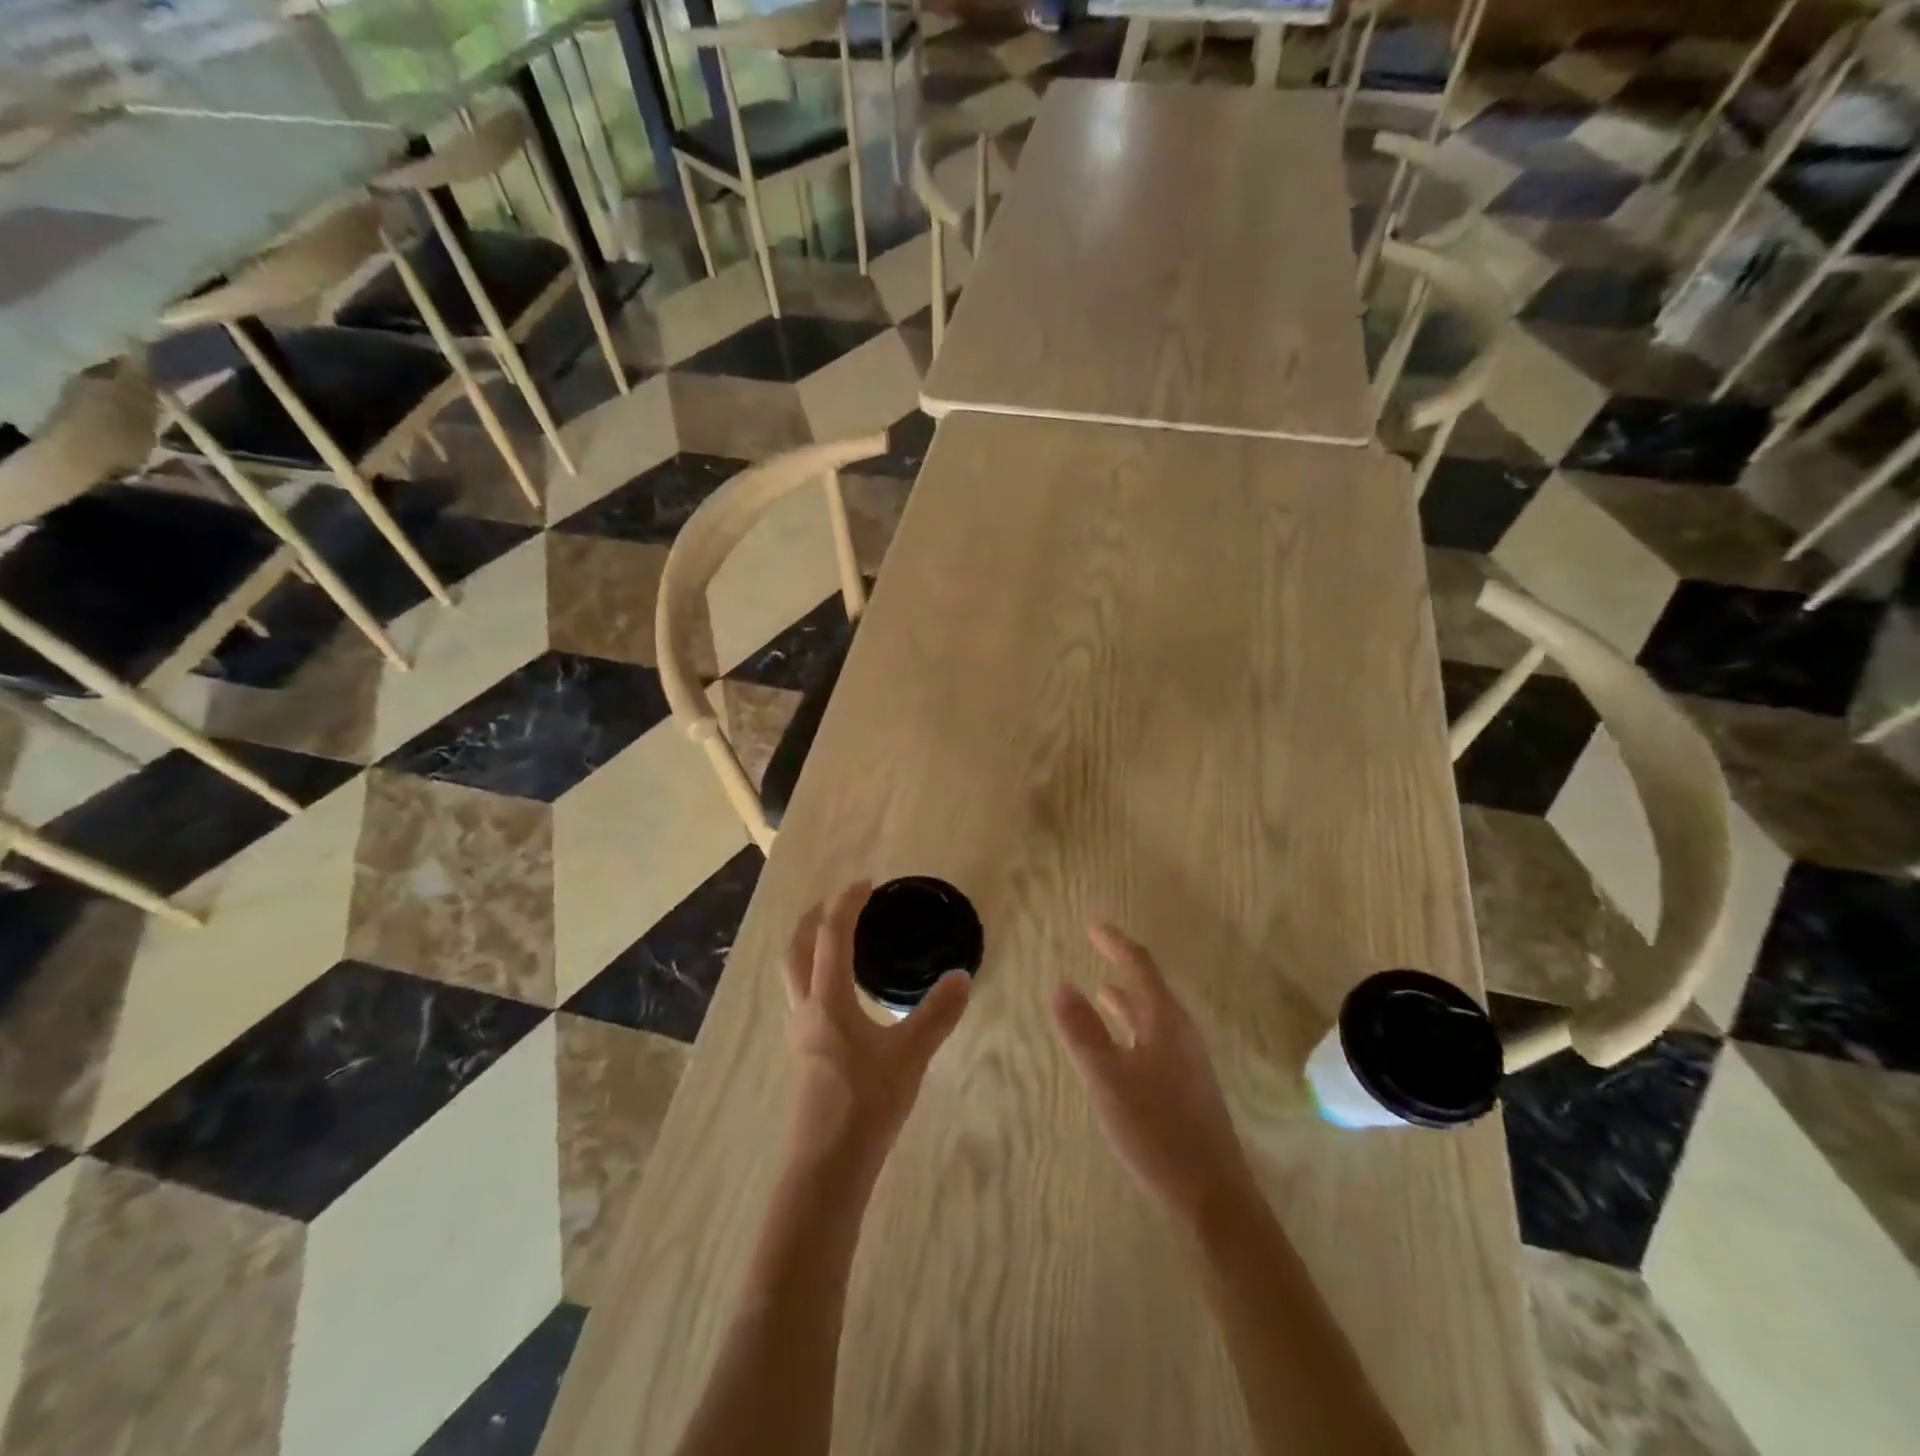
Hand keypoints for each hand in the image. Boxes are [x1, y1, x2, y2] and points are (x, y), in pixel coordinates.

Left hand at [782, 882, 970, 1167]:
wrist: (828, 1167)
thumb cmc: (866, 1104)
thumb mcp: (910, 1055)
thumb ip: (937, 1014)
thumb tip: (962, 977)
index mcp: (828, 1000)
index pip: (830, 936)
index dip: (846, 904)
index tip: (866, 884)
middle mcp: (806, 1009)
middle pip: (795, 948)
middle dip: (814, 918)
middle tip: (841, 903)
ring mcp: (800, 1033)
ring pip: (793, 974)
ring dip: (809, 946)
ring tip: (839, 940)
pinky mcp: (804, 1054)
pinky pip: (803, 996)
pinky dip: (815, 974)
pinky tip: (843, 993)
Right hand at [1053, 924, 1256, 1231]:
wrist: (1212, 1198)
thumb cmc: (1157, 1131)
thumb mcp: (1108, 1079)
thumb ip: (1082, 1032)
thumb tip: (1061, 984)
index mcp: (1166, 1022)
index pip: (1140, 966)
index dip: (1115, 943)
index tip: (1093, 925)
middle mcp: (1180, 1034)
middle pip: (1150, 989)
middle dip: (1122, 967)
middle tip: (1096, 950)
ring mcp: (1187, 1063)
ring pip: (1152, 1018)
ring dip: (1127, 1001)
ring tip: (1102, 990)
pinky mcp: (1186, 1089)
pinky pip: (1154, 1042)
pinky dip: (1132, 1030)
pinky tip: (1119, 1049)